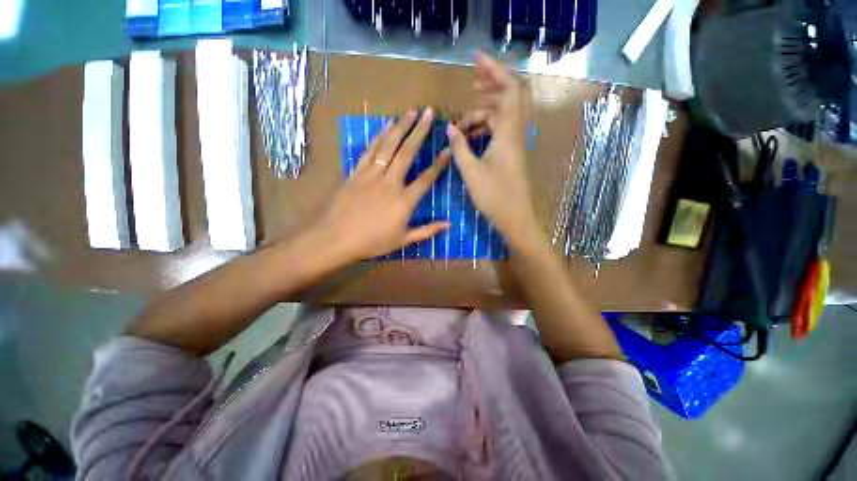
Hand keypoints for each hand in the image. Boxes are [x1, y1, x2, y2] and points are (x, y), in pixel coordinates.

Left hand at [312, 109, 450, 261]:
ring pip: (389, 145)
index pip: (426, 178)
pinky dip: (379, 136)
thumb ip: (427, 230)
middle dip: (420, 131)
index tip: (447, 149)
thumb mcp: (403, 240)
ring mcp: (372, 174)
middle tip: (429, 112)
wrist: (336, 238)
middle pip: (408, 152)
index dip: (439, 164)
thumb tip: (449, 224)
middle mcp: (391, 182)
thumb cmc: (372, 242)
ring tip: (410, 111)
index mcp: (405, 200)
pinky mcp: (357, 172)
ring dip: (401, 126)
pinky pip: (370, 150)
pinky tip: (386, 126)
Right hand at [447, 52, 540, 250]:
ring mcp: (514, 144)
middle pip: (508, 98)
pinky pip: (499, 132)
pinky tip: (470, 138)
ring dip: (483, 114)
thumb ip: (459, 147)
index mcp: (508, 134)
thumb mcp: (471, 171)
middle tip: (471, 88)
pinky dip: (485, 129)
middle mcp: (515, 134)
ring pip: (501, 117)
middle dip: (490, 87)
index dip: (494, 70)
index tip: (475, 61)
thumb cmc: (494, 197)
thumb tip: (450, 128)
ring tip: (462, 124)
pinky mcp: (511, 154)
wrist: (516, 219)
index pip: (508, 89)